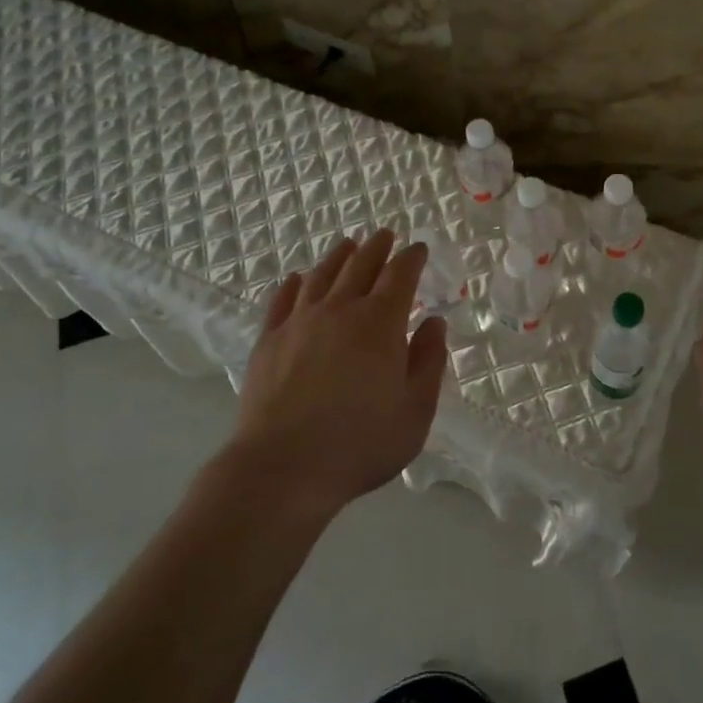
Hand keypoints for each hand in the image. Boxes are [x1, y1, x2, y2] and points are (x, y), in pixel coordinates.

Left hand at [223, 230, 447, 519]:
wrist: (283, 468)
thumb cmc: (361, 443)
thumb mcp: (416, 411)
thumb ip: (429, 361)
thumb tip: (434, 322)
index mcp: (381, 322)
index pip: (400, 275)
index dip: (412, 257)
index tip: (419, 248)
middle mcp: (340, 309)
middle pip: (361, 265)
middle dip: (377, 247)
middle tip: (385, 235)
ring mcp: (300, 322)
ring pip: (322, 275)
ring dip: (339, 256)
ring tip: (348, 245)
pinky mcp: (269, 340)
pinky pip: (283, 300)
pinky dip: (295, 284)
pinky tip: (298, 280)